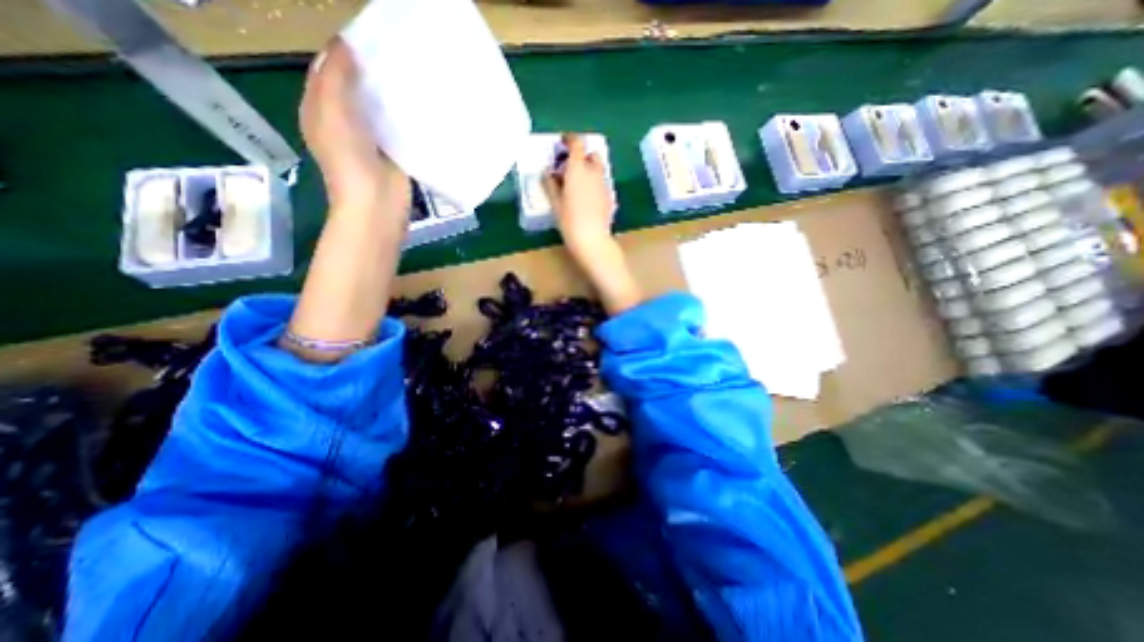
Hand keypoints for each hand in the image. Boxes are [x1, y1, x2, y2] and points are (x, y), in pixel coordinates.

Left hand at [302, 41, 407, 212]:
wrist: (376, 205)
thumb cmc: (349, 160)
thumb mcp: (331, 111)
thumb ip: (335, 76)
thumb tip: (347, 45)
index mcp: (320, 108)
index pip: (328, 70)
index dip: (344, 53)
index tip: (369, 39)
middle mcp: (344, 120)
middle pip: (356, 87)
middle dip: (371, 71)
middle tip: (395, 54)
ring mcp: (371, 138)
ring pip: (379, 107)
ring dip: (391, 93)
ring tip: (410, 75)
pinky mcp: (394, 152)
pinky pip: (398, 127)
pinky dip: (405, 116)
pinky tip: (419, 105)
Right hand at [544, 133, 615, 261]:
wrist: (592, 239)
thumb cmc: (569, 221)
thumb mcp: (555, 203)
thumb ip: (550, 184)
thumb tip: (547, 172)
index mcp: (578, 169)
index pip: (576, 143)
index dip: (569, 139)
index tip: (563, 143)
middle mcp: (594, 172)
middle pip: (591, 155)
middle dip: (581, 157)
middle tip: (569, 169)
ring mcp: (604, 184)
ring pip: (598, 169)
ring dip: (588, 170)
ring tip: (577, 185)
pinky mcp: (610, 196)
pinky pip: (601, 183)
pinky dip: (594, 183)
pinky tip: (587, 199)